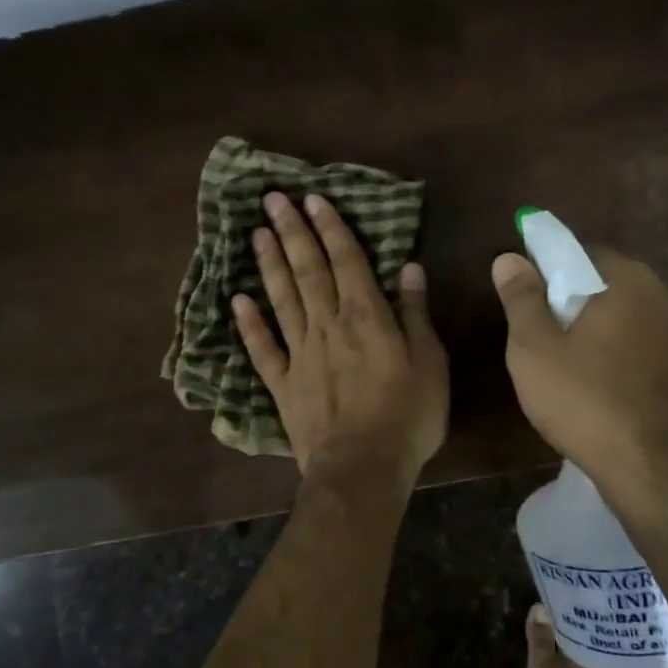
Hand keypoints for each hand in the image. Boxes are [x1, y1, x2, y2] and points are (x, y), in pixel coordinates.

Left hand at [234, 192, 448, 479]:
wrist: (362, 467)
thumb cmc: (407, 415)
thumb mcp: (430, 362)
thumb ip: (416, 313)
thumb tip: (409, 266)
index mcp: (366, 316)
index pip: (346, 260)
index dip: (330, 228)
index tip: (312, 199)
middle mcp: (328, 324)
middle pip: (307, 270)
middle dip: (292, 232)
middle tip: (272, 199)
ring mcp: (300, 353)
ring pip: (282, 299)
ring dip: (269, 264)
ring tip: (256, 233)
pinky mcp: (282, 383)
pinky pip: (262, 348)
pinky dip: (249, 323)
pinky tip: (237, 299)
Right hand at [490, 247, 667, 503]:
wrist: (661, 471)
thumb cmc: (587, 402)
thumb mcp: (534, 350)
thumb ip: (521, 299)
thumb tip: (509, 258)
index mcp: (626, 280)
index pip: (581, 252)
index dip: (549, 270)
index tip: (528, 300)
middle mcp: (665, 296)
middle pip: (610, 284)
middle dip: (577, 301)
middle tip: (546, 336)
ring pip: (633, 317)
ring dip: (605, 329)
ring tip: (576, 365)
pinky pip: (651, 347)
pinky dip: (628, 355)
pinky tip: (610, 386)